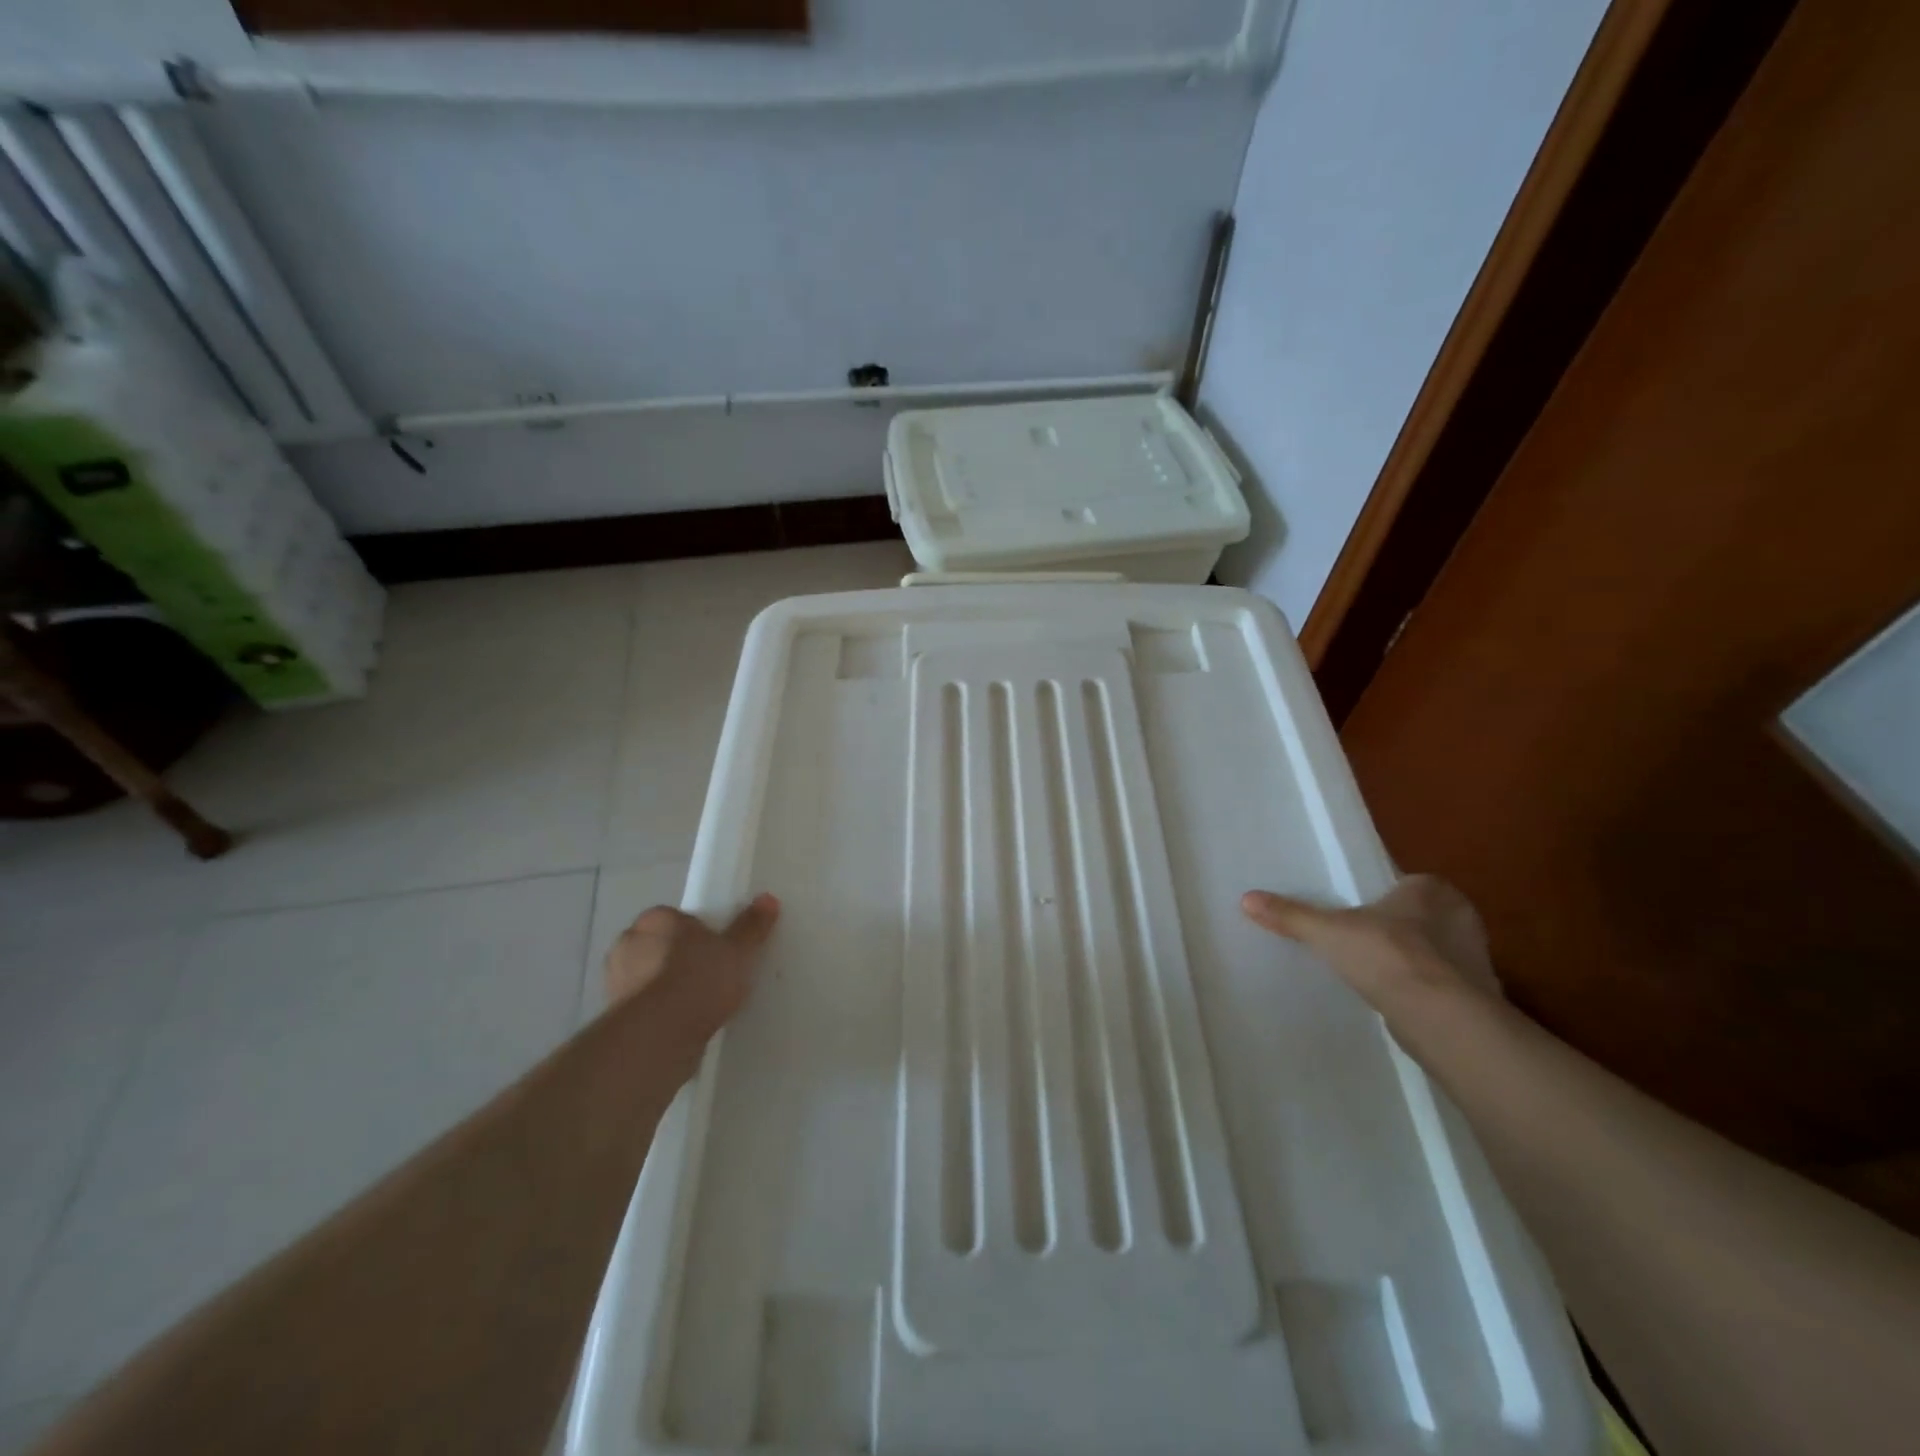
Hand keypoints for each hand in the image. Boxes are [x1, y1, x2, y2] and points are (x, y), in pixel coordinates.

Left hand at [604, 893, 780, 1053]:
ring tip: (698, 1005)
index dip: (700, 933)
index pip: (678, 918)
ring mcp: (616, 980)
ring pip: (650, 976)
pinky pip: (644, 1005)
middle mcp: (629, 941)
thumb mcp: (737, 951)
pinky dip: (659, 1011)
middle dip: (680, 958)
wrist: (657, 1036)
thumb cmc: (698, 980)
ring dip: (667, 986)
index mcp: (657, 918)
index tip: (719, 950)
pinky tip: (681, 1025)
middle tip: (711, 976)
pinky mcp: (613, 1014)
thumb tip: (768, 898)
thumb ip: (751, 926)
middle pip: (662, 945)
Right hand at [1240, 874, 1502, 1013]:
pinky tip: (1394, 1000)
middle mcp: (1461, 917)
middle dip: (1396, 929)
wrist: (1442, 1019)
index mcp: (1432, 890)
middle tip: (1359, 939)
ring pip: (1432, 952)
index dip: (1381, 896)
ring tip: (1371, 971)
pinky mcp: (1476, 996)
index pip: (1405, 884)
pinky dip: (1420, 990)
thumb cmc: (1388, 955)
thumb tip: (1246, 899)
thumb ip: (1291, 915)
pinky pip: (1440, 985)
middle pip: (1419, 918)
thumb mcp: (1328, 931)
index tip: (1358, 911)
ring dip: (1409, 961)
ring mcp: (1475, 959)